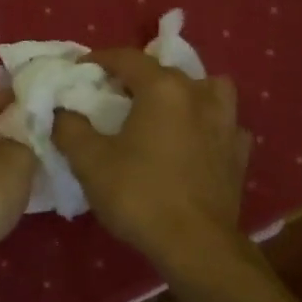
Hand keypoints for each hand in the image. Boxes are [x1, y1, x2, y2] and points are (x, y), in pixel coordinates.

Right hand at [52, 49, 250, 268]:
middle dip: (138, 76)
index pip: (127, 58)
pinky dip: (209, 126)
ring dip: (187, 92)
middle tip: (115, 94)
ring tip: (167, 110)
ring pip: (209, 89)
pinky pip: (224, 125)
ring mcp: (226, 123)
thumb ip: (70, 128)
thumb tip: (62, 111)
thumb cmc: (139, 195)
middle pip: (166, 71)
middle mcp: (199, 95)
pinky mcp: (239, 152)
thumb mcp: (90, 162)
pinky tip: (197, 141)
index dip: (100, 59)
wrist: (195, 243)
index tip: (81, 68)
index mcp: (163, 89)